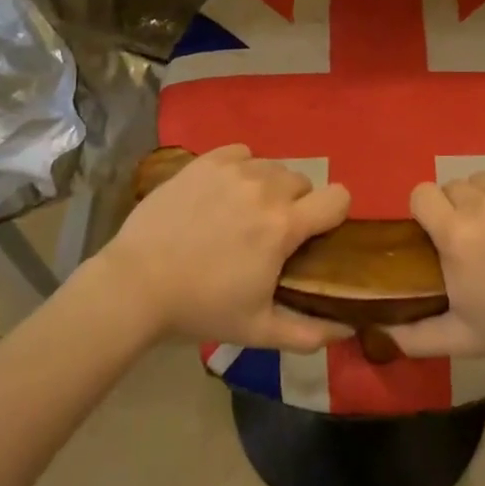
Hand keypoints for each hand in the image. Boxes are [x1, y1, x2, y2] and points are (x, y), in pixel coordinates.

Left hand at [97, 144, 352, 351]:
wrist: (136, 284)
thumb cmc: (200, 308)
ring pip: (272, 167)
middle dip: (296, 204)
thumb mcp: (258, 330)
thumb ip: (309, 332)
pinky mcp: (205, 162)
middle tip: (270, 233)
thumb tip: (348, 329)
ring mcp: (233, 170)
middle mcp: (265, 188)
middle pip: (303, 182)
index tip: (317, 233)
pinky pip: (241, 153)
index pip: (338, 197)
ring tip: (243, 213)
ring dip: (269, 187)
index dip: (334, 214)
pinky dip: (242, 168)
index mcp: (283, 225)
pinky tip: (225, 191)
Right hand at [390, 161, 484, 364]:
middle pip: (452, 187)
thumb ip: (417, 336)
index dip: (426, 211)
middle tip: (478, 240)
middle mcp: (480, 202)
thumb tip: (381, 333)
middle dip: (458, 209)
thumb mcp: (464, 339)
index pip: (420, 194)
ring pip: (483, 178)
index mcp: (455, 235)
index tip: (438, 232)